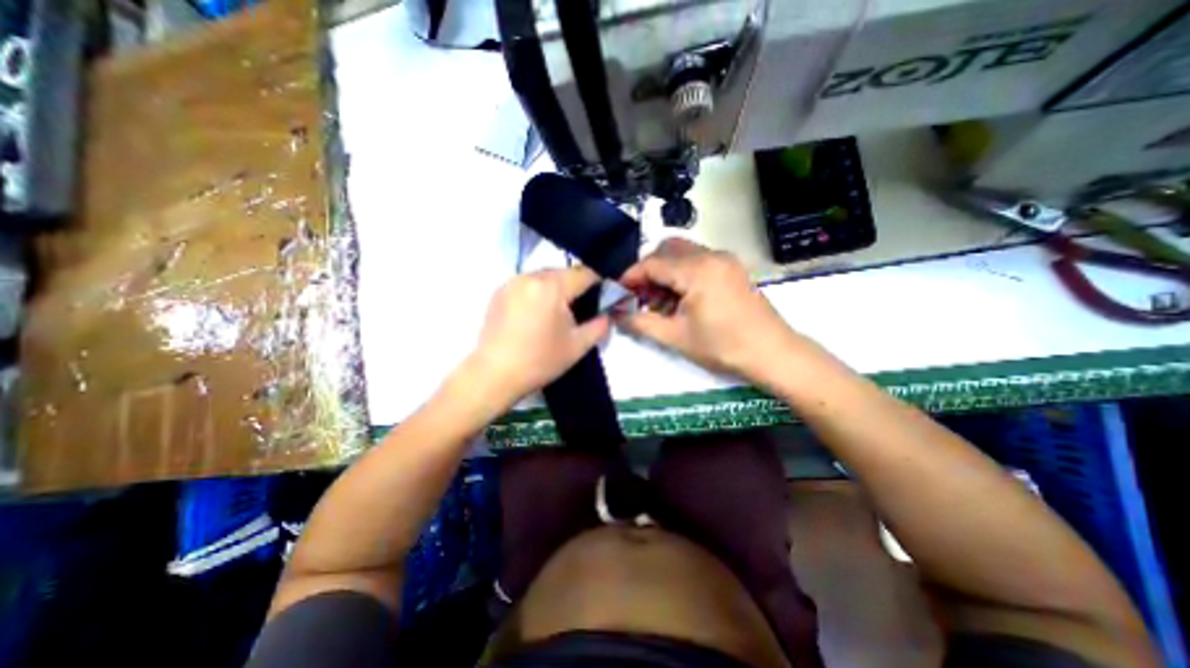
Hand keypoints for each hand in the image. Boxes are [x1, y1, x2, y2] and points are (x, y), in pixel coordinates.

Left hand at [465, 267, 613, 405]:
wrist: (494, 375)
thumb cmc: (540, 361)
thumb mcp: (578, 346)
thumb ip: (600, 325)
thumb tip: (608, 314)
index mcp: (551, 287)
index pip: (584, 273)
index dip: (599, 282)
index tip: (605, 295)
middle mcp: (530, 276)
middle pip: (563, 272)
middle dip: (576, 286)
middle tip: (581, 308)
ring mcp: (511, 282)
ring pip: (544, 277)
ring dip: (556, 289)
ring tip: (557, 313)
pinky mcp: (499, 292)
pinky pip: (527, 284)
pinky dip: (538, 292)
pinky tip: (536, 314)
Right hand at [619, 239, 813, 380]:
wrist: (772, 353)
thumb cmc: (722, 346)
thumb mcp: (675, 337)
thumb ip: (640, 322)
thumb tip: (615, 315)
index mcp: (696, 269)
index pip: (652, 263)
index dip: (630, 277)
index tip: (618, 294)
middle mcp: (711, 255)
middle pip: (666, 250)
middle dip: (648, 271)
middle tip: (640, 297)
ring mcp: (724, 259)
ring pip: (682, 254)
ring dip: (665, 273)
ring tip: (659, 303)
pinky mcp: (731, 268)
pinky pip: (697, 262)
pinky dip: (681, 275)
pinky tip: (679, 300)